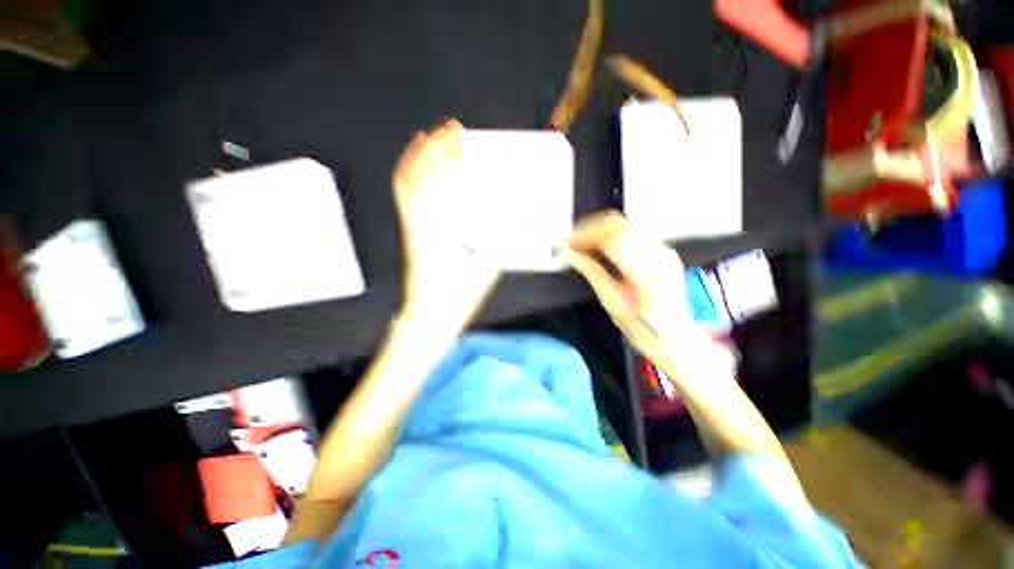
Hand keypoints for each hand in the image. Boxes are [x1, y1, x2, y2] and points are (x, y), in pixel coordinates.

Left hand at [392, 119, 500, 328]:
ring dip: (423, 157)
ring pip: (409, 184)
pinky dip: (410, 174)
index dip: (450, 161)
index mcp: (442, 234)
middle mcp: (422, 225)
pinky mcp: (410, 231)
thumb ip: (498, 241)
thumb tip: (512, 218)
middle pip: (423, 178)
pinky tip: (419, 164)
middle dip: (439, 149)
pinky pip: (404, 198)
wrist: (430, 315)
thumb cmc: (458, 296)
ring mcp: (412, 226)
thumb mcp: (486, 268)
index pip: (443, 189)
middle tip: (456, 130)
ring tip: (437, 138)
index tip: (464, 143)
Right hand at [562, 210, 704, 365]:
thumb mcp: (611, 301)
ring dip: (600, 231)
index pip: (610, 238)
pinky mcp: (663, 250)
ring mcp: (663, 249)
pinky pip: (633, 233)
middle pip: (618, 225)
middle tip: (570, 243)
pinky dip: (613, 235)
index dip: (584, 236)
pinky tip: (600, 246)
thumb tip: (567, 253)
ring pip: (625, 225)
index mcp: (645, 269)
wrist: (677, 338)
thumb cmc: (641, 328)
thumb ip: (591, 271)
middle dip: (590, 230)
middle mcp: (658, 252)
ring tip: (581, 244)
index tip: (564, 243)